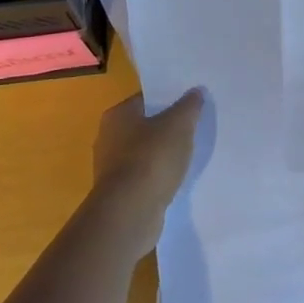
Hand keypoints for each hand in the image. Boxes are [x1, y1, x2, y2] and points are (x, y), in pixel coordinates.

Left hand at [90, 89, 204, 255]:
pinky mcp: (119, 193)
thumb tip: (196, 91)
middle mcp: (107, 138)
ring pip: (144, 152)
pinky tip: (176, 179)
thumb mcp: (179, 125)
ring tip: (189, 154)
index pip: (146, 99)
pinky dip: (158, 176)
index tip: (190, 105)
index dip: (169, 100)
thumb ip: (189, 106)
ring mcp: (111, 168)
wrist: (130, 212)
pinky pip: (144, 176)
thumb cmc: (152, 158)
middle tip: (193, 127)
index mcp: (117, 115)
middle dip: (166, 127)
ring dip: (162, 154)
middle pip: (144, 126)